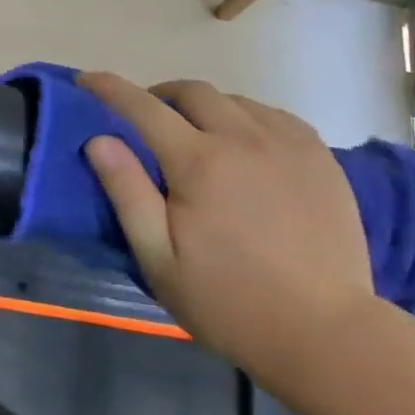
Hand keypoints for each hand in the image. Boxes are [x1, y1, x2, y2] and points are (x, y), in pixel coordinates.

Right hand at [78, 73, 372, 386]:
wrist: (327, 334)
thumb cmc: (229, 302)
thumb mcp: (159, 259)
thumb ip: (127, 193)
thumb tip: (98, 139)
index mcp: (198, 162)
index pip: (142, 107)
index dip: (109, 88)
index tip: (87, 79)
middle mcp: (242, 138)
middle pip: (192, 91)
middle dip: (160, 96)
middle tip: (148, 122)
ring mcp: (287, 144)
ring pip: (234, 100)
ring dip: (204, 107)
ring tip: (197, 136)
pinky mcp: (320, 158)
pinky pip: (273, 115)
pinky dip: (246, 118)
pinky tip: (245, 146)